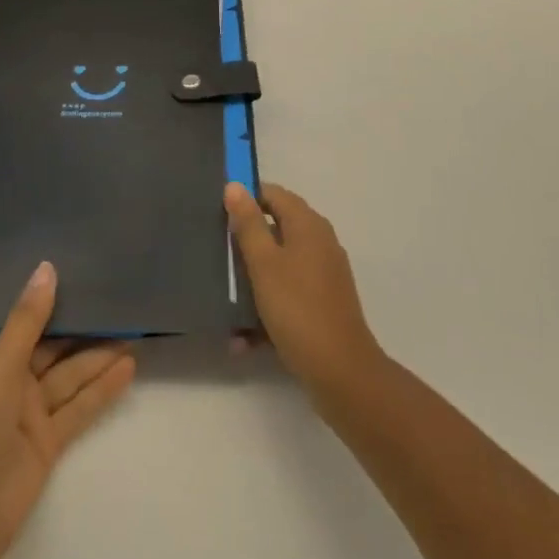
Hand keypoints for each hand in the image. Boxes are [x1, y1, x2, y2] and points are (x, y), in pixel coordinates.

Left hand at [0, 263, 135, 558]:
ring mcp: (26, 412)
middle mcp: (5, 378)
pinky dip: (102, 389)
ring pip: (69, 374)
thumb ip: (29, 317)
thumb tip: (47, 267)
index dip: (47, 297)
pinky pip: (78, 406)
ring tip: (134, 326)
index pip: (19, 318)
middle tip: (118, 295)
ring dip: (99, 354)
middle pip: (50, 345)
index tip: (79, 267)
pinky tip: (129, 367)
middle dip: (81, 324)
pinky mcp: (46, 441)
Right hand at [225, 181, 385, 402]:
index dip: (246, 199)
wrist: (342, 373)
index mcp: (308, 224)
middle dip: (246, 244)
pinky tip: (244, 339)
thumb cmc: (298, 309)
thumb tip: (235, 186)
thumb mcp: (264, 263)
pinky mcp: (324, 304)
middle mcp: (320, 242)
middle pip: (276, 229)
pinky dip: (268, 308)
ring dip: (253, 283)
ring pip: (280, 266)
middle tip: (217, 257)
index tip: (218, 216)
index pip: (273, 194)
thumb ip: (248, 224)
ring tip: (226, 302)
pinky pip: (289, 295)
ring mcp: (324, 274)